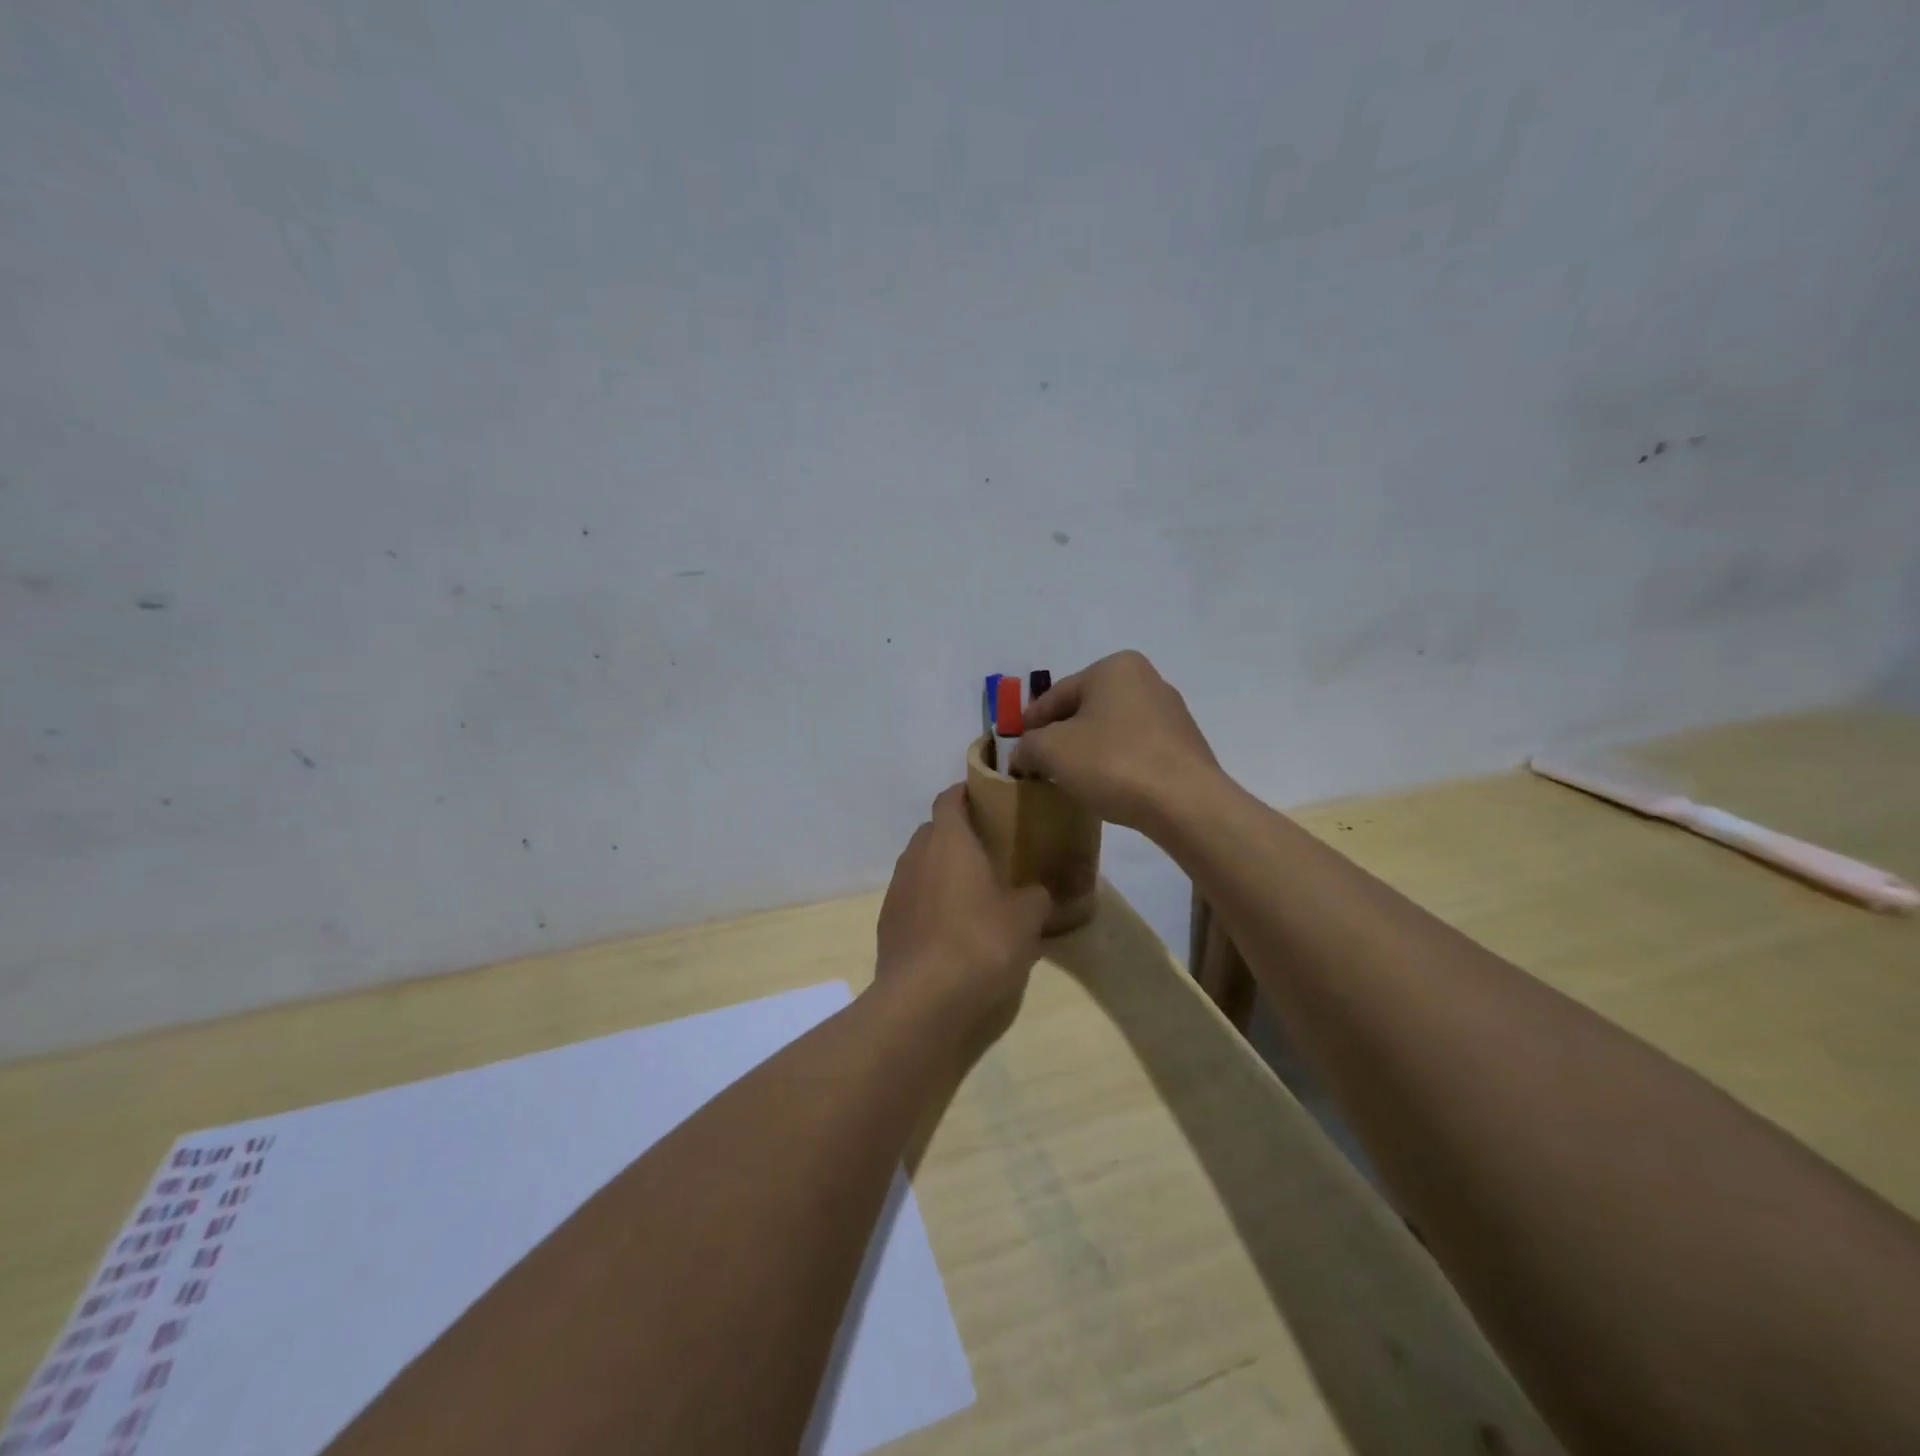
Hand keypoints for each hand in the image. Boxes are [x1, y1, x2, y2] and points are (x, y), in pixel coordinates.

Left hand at [876, 785, 1050, 1023]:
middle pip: (933, 831)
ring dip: (942, 870)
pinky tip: (951, 929)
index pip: (950, 798)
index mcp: (948, 840)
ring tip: (973, 892)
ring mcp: (896, 890)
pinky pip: (912, 898)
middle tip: (990, 850)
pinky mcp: (887, 923)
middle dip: (958, 835)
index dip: (967, 793)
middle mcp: (916, 856)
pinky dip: (930, 902)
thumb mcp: (1026, 918)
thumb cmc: (980, 942)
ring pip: (921, 865)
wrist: (923, 1000)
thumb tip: (1039, 892)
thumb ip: (1036, 896)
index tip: (990, 799)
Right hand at [1010, 651, 1218, 831]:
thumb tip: (1022, 755)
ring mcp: (1170, 712)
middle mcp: (1146, 679)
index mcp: (1114, 668)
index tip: (1016, 749)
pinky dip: (1115, 763)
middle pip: (1086, 709)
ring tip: (1071, 778)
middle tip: (1040, 764)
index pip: (1057, 695)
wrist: (1184, 802)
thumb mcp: (1051, 751)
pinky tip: (1106, 785)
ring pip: (1111, 729)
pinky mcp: (1184, 745)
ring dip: (1088, 750)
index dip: (1030, 723)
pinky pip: (1135, 749)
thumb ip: (1027, 746)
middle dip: (1061, 736)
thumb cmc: (1112, 762)